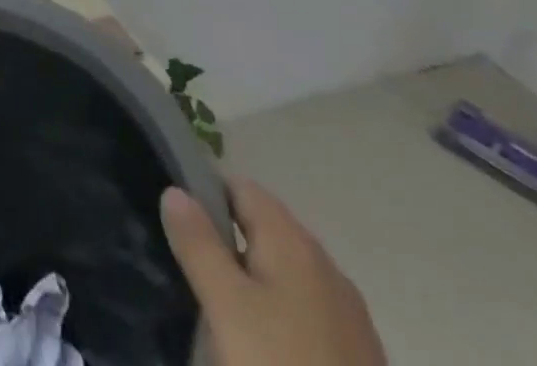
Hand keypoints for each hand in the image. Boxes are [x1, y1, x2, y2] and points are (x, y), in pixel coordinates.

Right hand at [162, 181, 385, 365]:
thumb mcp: (226, 307)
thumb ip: (198, 244)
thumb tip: (175, 190)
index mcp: (294, 242)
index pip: (241, 187)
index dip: (205, 195)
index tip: (178, 225)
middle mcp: (326, 266)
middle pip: (265, 229)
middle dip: (227, 240)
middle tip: (192, 270)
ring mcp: (350, 316)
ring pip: (285, 273)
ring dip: (254, 280)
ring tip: (221, 312)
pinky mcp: (360, 358)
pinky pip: (306, 312)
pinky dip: (280, 314)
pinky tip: (264, 348)